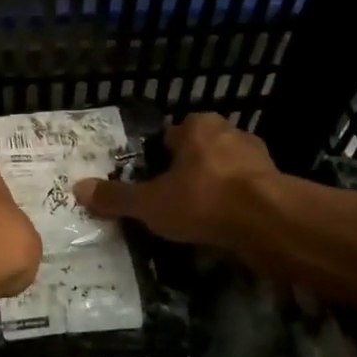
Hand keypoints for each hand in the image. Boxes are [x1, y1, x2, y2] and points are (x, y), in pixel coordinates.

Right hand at [73, 112, 275, 247]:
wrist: (267, 222)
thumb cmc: (202, 199)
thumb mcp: (149, 203)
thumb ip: (116, 197)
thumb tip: (78, 189)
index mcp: (197, 126)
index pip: (170, 136)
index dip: (159, 158)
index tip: (151, 181)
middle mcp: (229, 133)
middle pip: (199, 152)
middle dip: (187, 173)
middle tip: (171, 201)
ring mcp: (258, 159)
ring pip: (225, 172)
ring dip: (213, 190)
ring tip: (197, 220)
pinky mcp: (277, 185)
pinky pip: (246, 194)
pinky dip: (235, 208)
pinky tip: (223, 229)